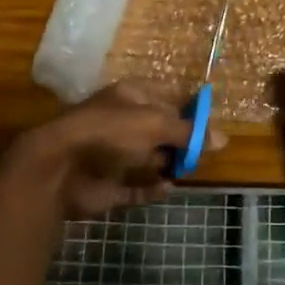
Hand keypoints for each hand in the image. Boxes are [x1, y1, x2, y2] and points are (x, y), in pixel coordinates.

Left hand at [6, 81, 210, 219]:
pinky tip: (166, 188)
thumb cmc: (110, 133)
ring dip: (169, 164)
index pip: (168, 95)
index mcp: (132, 96)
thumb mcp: (155, 125)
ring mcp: (115, 154)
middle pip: (162, 129)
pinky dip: (152, 189)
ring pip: (151, 158)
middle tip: (201, 152)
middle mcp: (124, 122)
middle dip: (182, 140)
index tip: (212, 123)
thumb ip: (189, 133)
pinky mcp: (110, 184)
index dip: (190, 107)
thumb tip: (224, 139)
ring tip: (186, 169)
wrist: (60, 167)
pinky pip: (137, 187)